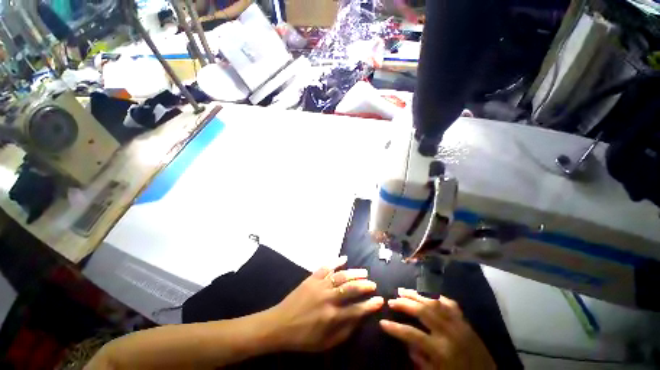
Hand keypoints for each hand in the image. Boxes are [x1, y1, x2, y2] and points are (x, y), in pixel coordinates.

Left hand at [266, 256, 383, 351]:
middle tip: (372, 284)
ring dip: (354, 273)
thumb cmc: (302, 337)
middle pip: (350, 289)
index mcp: (331, 317)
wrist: (279, 324)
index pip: (356, 310)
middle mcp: (328, 299)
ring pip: (341, 276)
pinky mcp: (311, 278)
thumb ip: (343, 332)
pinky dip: (335, 261)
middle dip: (364, 285)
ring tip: (364, 272)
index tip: (379, 300)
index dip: (369, 305)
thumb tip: (358, 320)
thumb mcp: (325, 343)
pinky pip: (326, 267)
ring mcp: (319, 286)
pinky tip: (344, 258)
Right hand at [380, 288, 494, 369]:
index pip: (412, 334)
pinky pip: (450, 305)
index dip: (395, 328)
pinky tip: (428, 295)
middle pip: (422, 311)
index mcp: (441, 350)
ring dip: (417, 295)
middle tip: (392, 300)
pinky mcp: (466, 322)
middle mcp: (449, 333)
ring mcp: (459, 325)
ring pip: (434, 303)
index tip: (382, 322)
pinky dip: (438, 298)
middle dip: (404, 304)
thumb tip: (407, 343)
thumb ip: (420, 359)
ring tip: (404, 291)